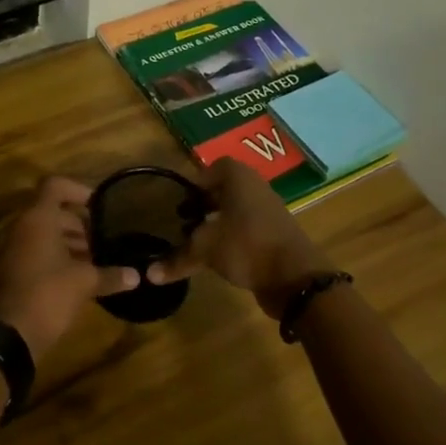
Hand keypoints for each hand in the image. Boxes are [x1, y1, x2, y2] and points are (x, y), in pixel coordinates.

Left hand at [0, 177, 140, 358]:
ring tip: (98, 259)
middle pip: (53, 212)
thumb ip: (110, 275)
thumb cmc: (47, 295)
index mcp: (38, 219)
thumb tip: (137, 276)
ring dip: (71, 242)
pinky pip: (39, 252)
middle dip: (80, 223)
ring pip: (46, 234)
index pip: (55, 185)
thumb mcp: (84, 283)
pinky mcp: (14, 271)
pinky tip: (82, 277)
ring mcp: (15, 250)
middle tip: (105, 239)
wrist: (8, 335)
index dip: (79, 189)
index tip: (100, 206)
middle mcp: (23, 228)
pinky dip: (59, 257)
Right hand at [147, 158, 332, 317]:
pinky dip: (232, 238)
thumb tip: (149, 274)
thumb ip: (177, 258)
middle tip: (184, 220)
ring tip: (197, 240)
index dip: (197, 181)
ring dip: (218, 222)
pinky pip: (247, 229)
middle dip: (205, 203)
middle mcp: (256, 189)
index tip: (181, 200)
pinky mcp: (275, 236)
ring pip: (237, 210)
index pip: (216, 167)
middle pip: (226, 189)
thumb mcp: (206, 249)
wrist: (295, 277)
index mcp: (240, 179)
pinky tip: (218, 257)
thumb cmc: (246, 246)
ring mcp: (269, 213)